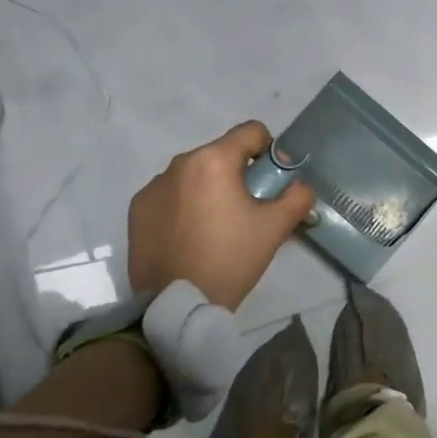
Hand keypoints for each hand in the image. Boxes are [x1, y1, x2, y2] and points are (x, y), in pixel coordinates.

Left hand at [126, 121, 317, 309]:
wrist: (176, 305)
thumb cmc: (231, 259)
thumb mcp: (276, 227)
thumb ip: (298, 196)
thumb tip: (299, 184)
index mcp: (214, 160)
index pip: (251, 131)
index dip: (269, 151)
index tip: (270, 183)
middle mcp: (180, 163)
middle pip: (221, 153)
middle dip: (238, 174)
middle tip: (247, 211)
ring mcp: (153, 186)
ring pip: (194, 174)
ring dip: (209, 189)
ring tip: (216, 228)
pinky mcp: (137, 209)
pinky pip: (170, 194)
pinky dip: (183, 206)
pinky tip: (189, 237)